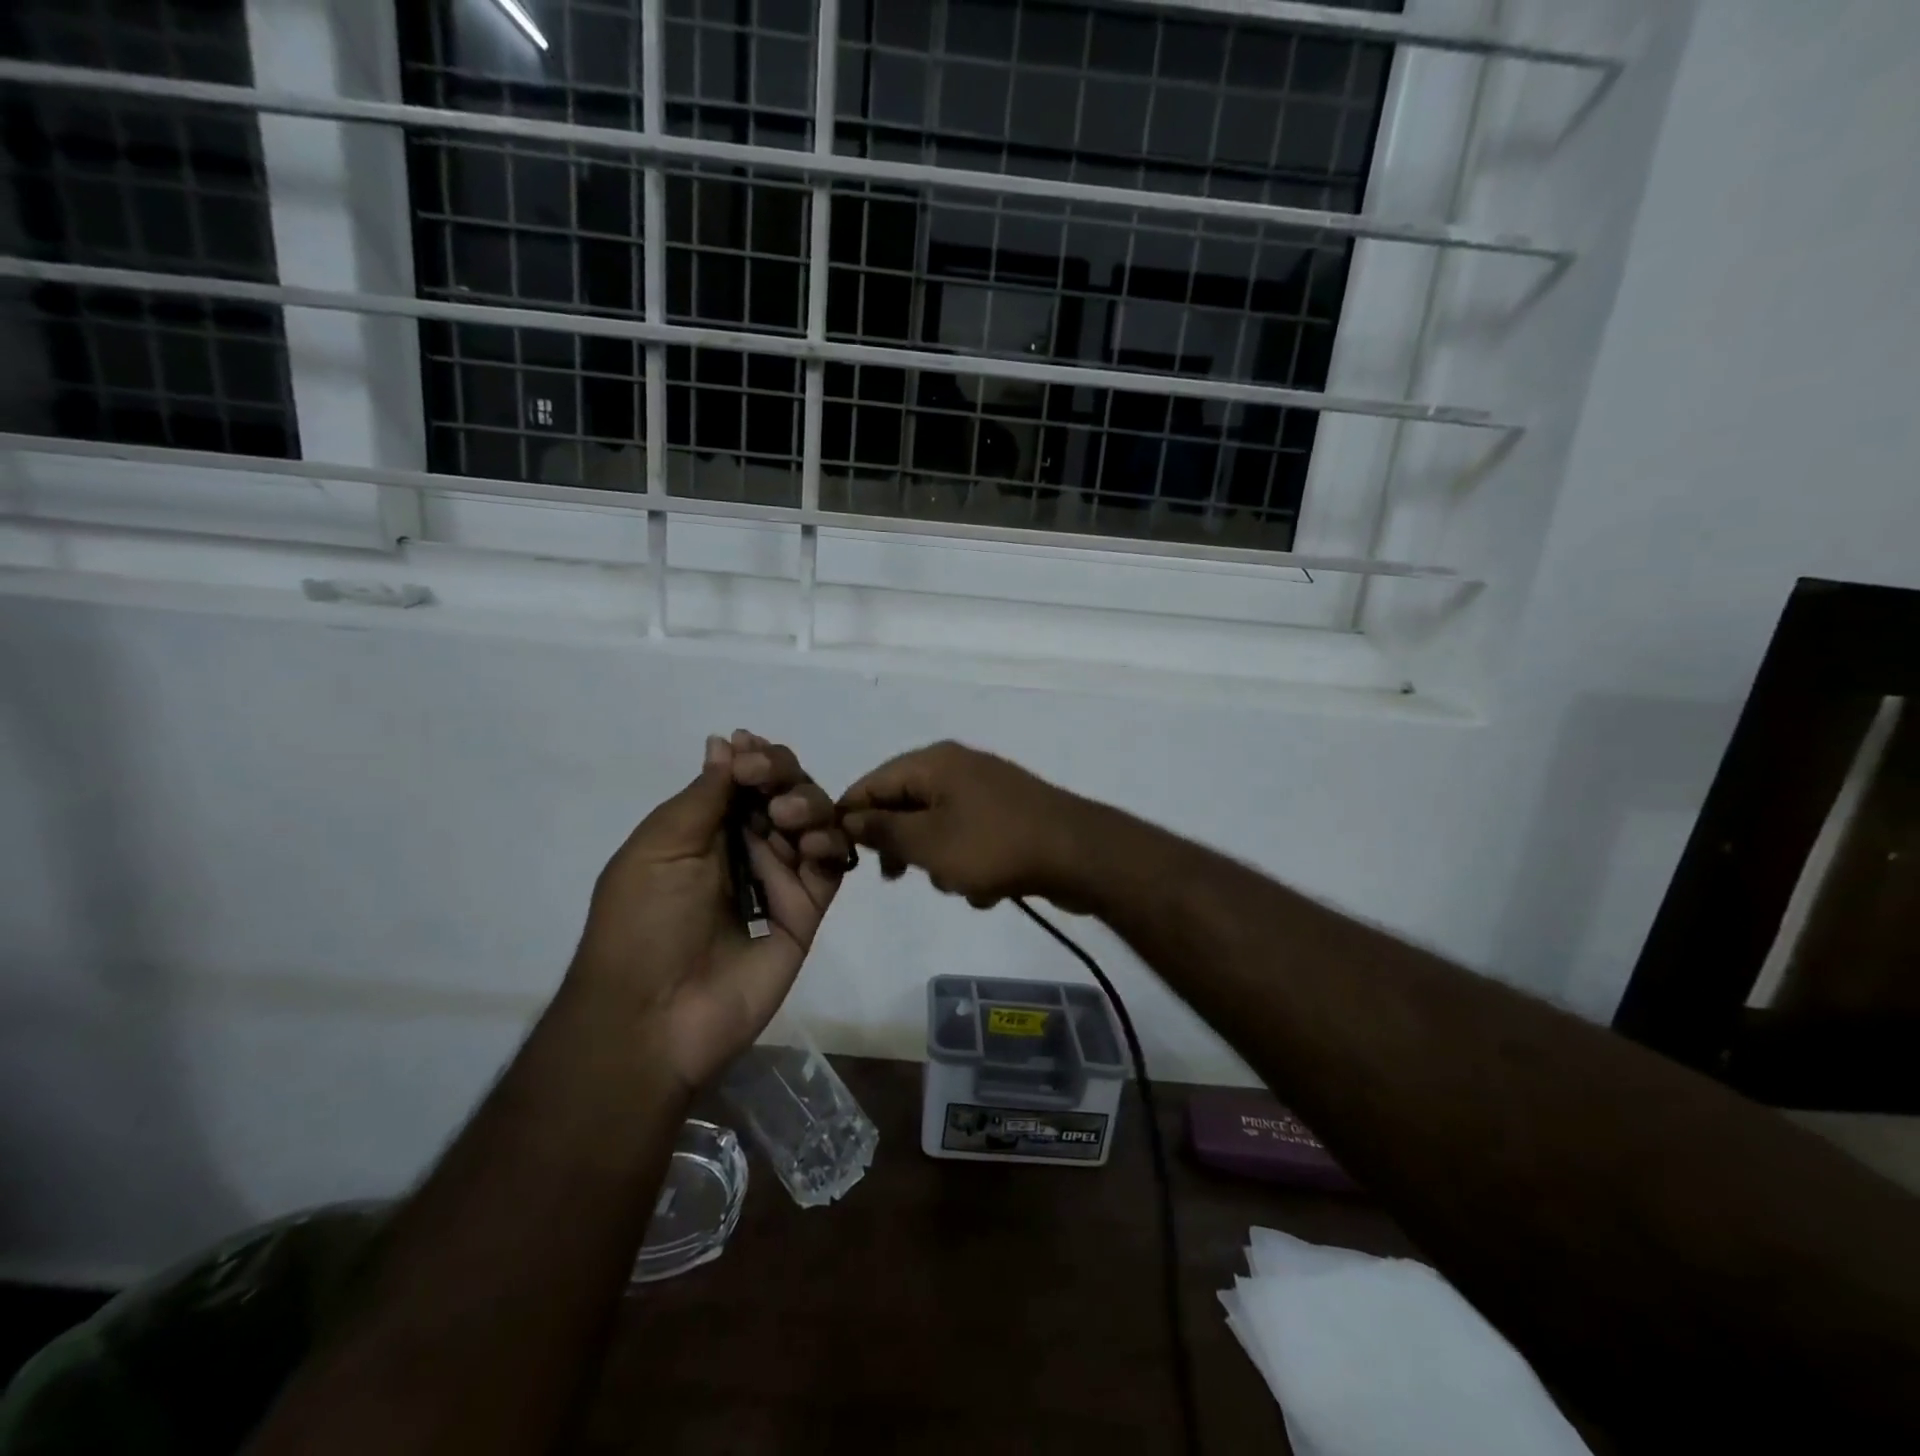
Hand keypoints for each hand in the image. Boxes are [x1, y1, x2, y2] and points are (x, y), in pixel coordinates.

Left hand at [570, 731, 850, 1091]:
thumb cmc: (642, 922)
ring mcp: (780, 880)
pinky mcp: (806, 912)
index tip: (749, 752)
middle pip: (787, 793)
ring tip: (784, 819)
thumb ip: (705, 794)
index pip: (746, 779)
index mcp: (706, 831)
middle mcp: (747, 849)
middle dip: (784, 775)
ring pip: (816, 822)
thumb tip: (725, 743)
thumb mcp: (661, 845)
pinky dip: (831, 844)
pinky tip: (813, 845)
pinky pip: (831, 868)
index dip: (755, 759)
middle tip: (766, 784)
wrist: (652, 1014)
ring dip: (808, 804)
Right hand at [838, 741, 1095, 909]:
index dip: (852, 817)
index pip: (872, 782)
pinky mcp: (1008, 815)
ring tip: (960, 884)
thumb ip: (883, 831)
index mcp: (933, 763)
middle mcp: (957, 767)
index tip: (842, 854)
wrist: (1078, 855)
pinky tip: (989, 889)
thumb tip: (850, 818)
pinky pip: (970, 839)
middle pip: (905, 804)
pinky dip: (971, 864)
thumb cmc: (993, 846)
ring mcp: (986, 790)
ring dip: (940, 862)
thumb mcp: (927, 843)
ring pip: (938, 828)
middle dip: (902, 845)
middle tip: (896, 876)